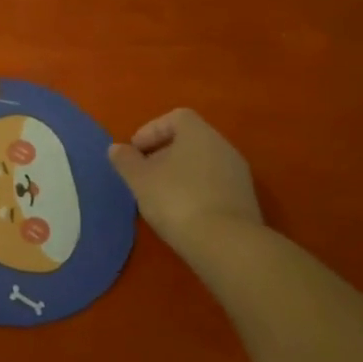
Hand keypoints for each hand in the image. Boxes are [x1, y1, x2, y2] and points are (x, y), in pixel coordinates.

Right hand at [108, 109, 261, 261]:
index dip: (151, 130)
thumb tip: (117, 148)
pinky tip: (182, 212)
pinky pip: (214, 185)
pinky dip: (196, 191)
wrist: (226, 244)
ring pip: (202, 164)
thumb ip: (125, 161)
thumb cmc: (176, 199)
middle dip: (163, 154)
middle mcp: (223, 146)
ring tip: (160, 196)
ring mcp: (238, 174)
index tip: (135, 151)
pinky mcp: (245, 200)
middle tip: (144, 174)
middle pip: (190, 140)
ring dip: (180, 174)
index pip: (175, 117)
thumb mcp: (140, 180)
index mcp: (199, 133)